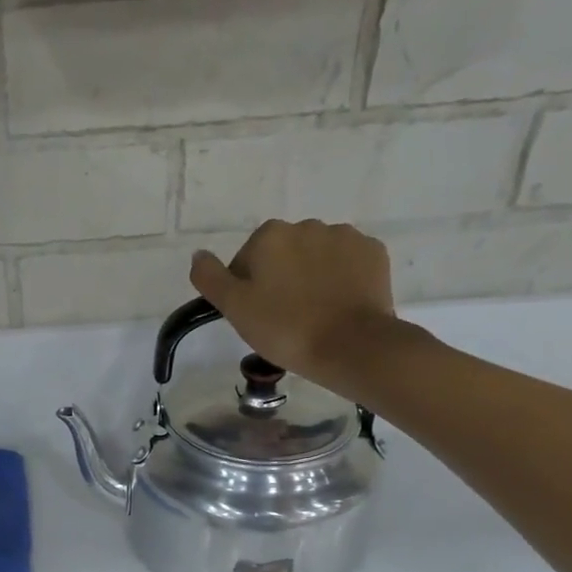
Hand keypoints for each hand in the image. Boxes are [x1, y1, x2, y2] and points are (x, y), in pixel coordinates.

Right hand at [190, 220, 408, 398]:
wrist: (350, 345)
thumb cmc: (284, 328)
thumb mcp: (234, 307)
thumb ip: (210, 277)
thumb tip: (199, 254)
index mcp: (270, 236)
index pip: (246, 260)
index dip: (246, 288)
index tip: (255, 315)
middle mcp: (307, 225)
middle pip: (283, 254)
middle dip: (280, 278)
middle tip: (282, 317)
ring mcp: (345, 236)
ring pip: (316, 256)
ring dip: (311, 276)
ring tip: (313, 313)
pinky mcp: (373, 253)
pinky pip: (347, 263)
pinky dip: (340, 279)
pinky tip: (337, 306)